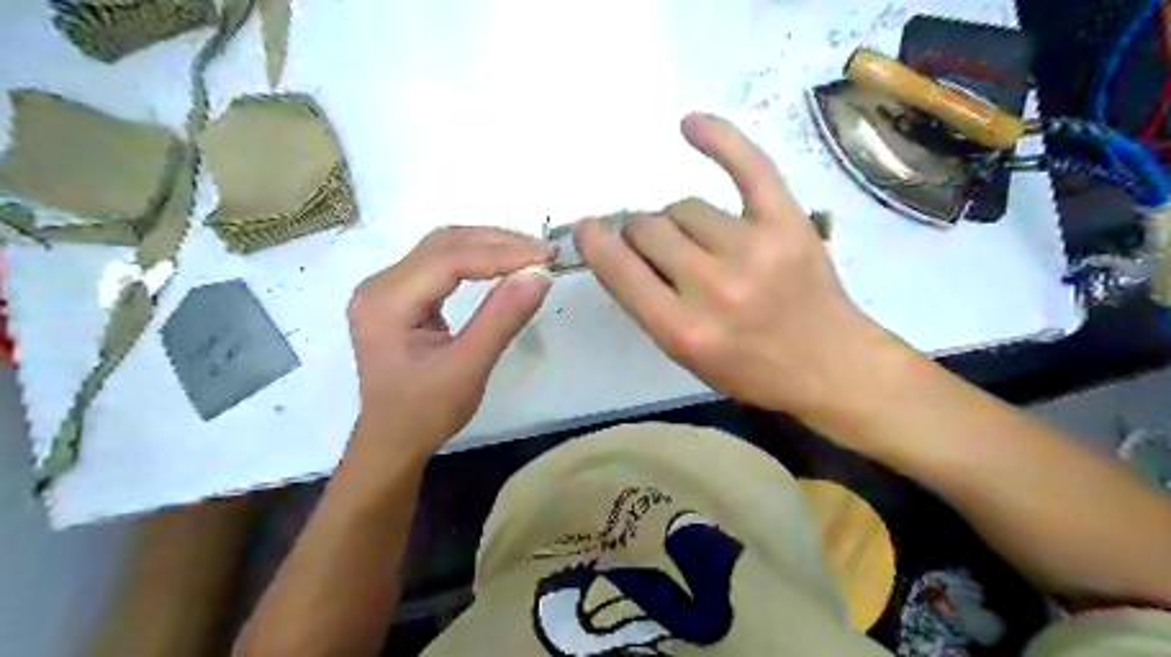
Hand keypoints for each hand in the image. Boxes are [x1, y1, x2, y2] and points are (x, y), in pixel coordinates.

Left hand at [346, 228, 555, 459]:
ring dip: (488, 246)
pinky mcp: (398, 296)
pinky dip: (475, 260)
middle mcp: (379, 285)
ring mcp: (386, 288)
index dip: (502, 253)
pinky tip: (501, 265)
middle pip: (444, 244)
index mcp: (387, 302)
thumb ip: (502, 318)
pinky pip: (440, 265)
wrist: (392, 441)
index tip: (546, 256)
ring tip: (530, 255)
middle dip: (498, 243)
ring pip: (443, 249)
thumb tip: (540, 275)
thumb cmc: (425, 413)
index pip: (450, 259)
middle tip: (544, 253)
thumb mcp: (468, 368)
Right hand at [580, 112, 898, 417]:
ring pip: (685, 206)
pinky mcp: (787, 223)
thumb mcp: (684, 355)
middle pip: (650, 228)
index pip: (619, 269)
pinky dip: (719, 139)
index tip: (588, 228)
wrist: (828, 364)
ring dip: (679, 221)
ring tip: (698, 241)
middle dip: (642, 235)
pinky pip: (749, 166)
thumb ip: (647, 303)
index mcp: (682, 329)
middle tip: (660, 250)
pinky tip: (690, 125)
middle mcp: (713, 287)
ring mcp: (754, 249)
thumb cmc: (749, 368)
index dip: (596, 243)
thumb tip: (620, 247)